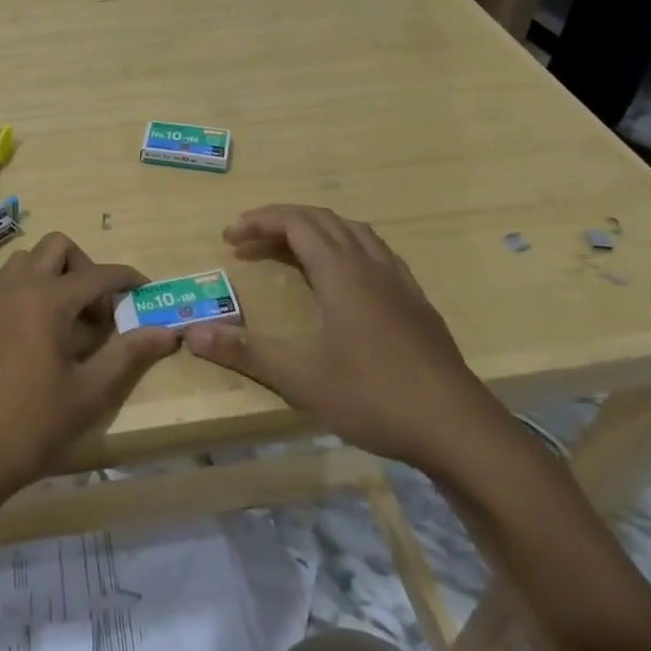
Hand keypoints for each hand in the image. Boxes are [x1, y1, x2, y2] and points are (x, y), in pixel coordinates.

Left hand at [0, 234, 179, 505]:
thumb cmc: (31, 426)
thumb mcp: (89, 394)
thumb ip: (128, 355)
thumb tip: (167, 331)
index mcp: (47, 299)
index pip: (98, 273)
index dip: (127, 278)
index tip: (145, 293)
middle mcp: (16, 286)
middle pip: (58, 247)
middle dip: (85, 268)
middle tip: (98, 312)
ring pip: (28, 260)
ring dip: (54, 275)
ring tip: (68, 321)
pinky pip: (7, 281)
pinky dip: (29, 289)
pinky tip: (37, 333)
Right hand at [182, 205, 508, 474]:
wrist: (459, 430)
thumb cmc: (374, 397)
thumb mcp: (300, 378)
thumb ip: (245, 352)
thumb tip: (190, 333)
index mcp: (341, 272)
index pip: (296, 223)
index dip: (260, 221)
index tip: (230, 236)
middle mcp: (370, 265)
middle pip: (322, 220)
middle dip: (280, 222)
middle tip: (248, 241)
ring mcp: (399, 282)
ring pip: (353, 232)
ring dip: (315, 230)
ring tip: (289, 250)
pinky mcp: (417, 303)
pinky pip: (376, 252)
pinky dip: (346, 247)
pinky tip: (343, 278)